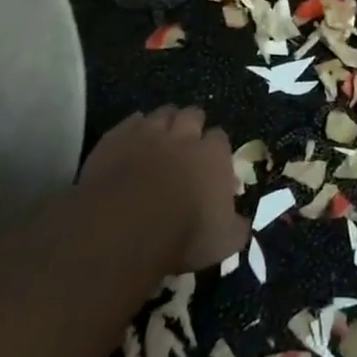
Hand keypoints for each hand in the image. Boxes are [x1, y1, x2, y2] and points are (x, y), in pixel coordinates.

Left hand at [74, 106, 248, 272]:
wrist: (123, 231)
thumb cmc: (182, 237)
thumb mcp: (224, 243)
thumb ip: (236, 227)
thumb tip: (240, 222)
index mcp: (213, 156)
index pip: (220, 138)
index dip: (216, 148)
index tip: (212, 162)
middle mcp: (183, 137)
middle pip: (193, 115)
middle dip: (192, 125)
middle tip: (186, 144)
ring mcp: (147, 134)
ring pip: (162, 113)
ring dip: (164, 123)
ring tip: (159, 139)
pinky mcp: (116, 140)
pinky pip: (130, 123)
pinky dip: (133, 129)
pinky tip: (131, 142)